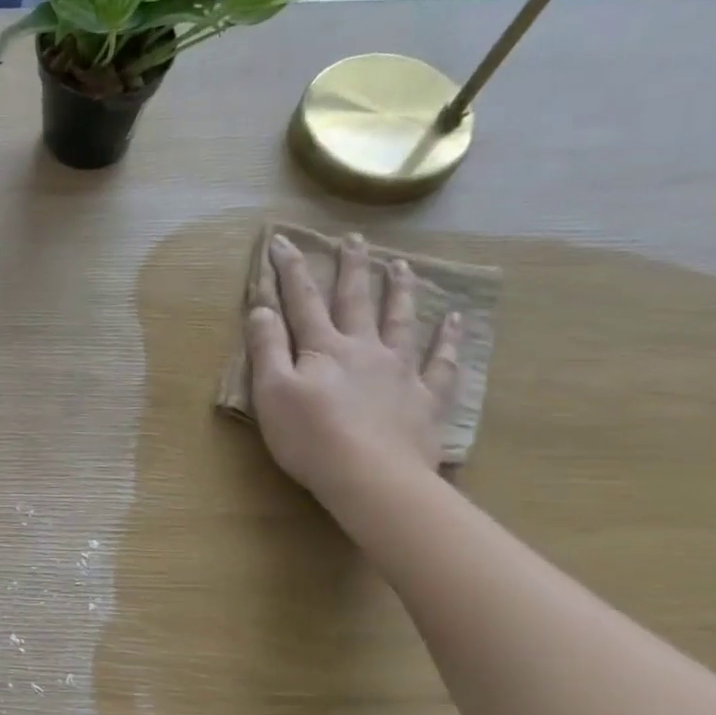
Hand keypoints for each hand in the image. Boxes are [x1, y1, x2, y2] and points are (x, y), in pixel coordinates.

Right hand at [245, 231, 460, 504]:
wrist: (371, 476)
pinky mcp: (424, 398)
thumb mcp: (271, 392)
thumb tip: (261, 308)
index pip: (302, 301)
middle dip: (351, 268)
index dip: (291, 270)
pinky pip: (441, 361)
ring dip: (399, 290)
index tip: (283, 241)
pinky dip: (448, 338)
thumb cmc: (310, 437)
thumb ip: (267, 348)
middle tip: (354, 238)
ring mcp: (400, 370)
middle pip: (356, 300)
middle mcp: (364, 348)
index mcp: (323, 348)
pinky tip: (454, 319)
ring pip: (401, 320)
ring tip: (401, 265)